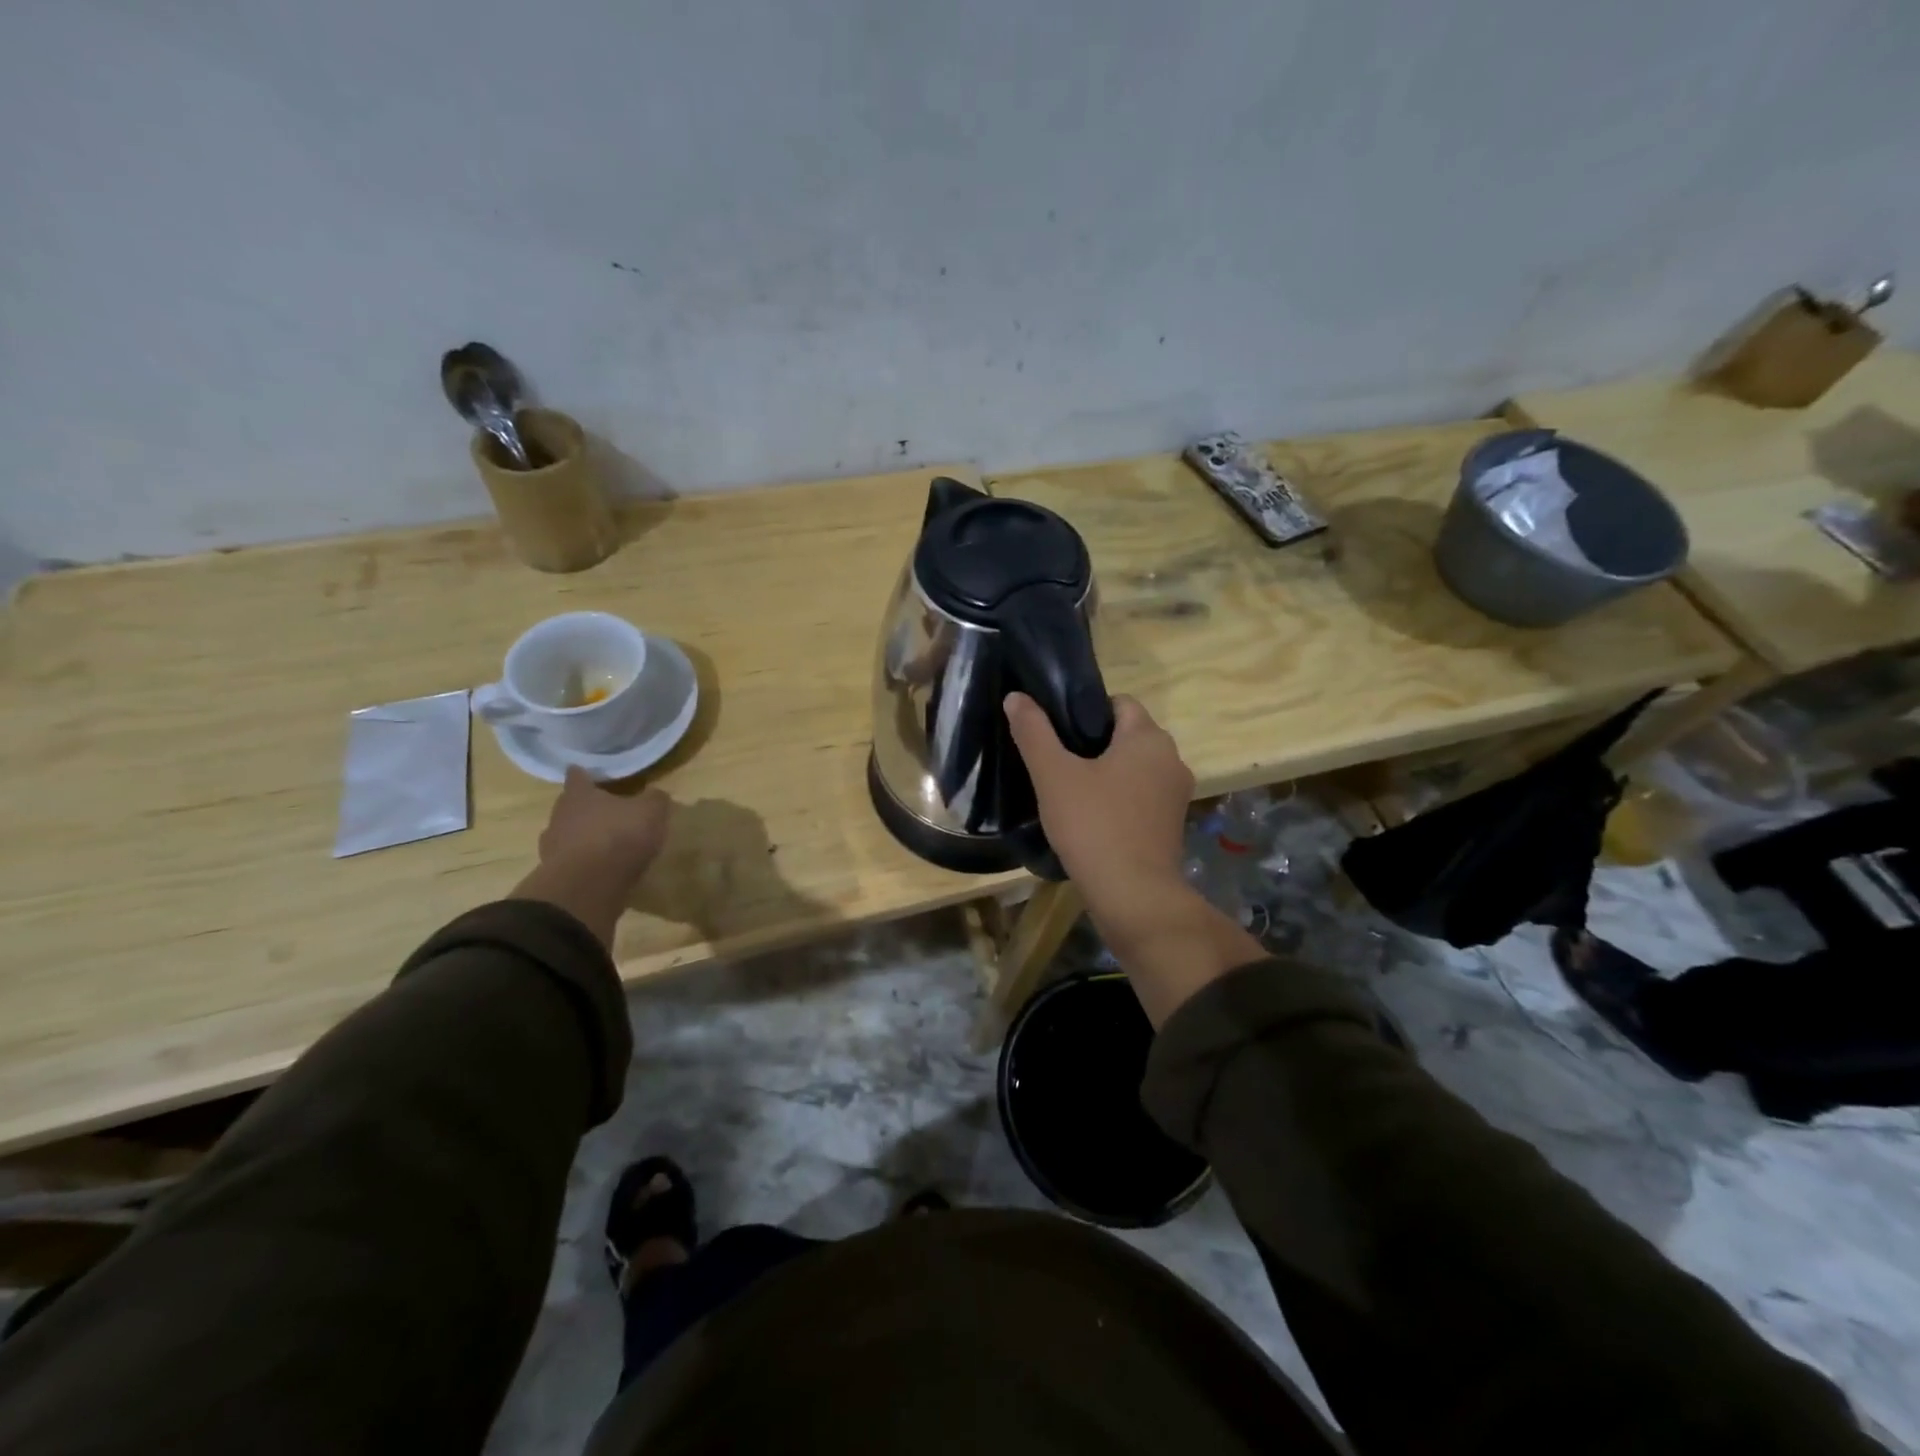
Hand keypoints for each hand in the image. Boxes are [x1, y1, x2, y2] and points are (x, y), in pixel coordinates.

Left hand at [515, 768, 672, 948]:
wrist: (588, 886)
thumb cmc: (618, 836)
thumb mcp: (650, 812)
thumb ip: (654, 799)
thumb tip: (656, 795)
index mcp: (579, 795)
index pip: (577, 776)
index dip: (583, 774)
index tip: (587, 773)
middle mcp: (559, 816)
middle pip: (568, 806)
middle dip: (584, 808)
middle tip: (603, 811)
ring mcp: (552, 848)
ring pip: (566, 835)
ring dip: (581, 838)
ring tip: (603, 844)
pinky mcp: (555, 876)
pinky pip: (571, 862)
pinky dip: (583, 863)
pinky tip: (601, 869)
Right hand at [1004, 691, 1193, 904]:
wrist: (1132, 895)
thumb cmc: (1093, 825)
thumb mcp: (1053, 775)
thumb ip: (1034, 732)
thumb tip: (1016, 697)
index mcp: (1149, 738)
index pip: (1119, 703)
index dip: (1085, 711)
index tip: (1056, 732)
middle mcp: (1172, 759)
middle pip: (1128, 736)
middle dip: (1093, 744)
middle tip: (1056, 761)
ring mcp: (1176, 795)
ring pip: (1135, 768)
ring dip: (1107, 773)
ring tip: (1069, 791)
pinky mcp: (1172, 825)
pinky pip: (1141, 797)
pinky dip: (1119, 800)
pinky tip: (1092, 818)